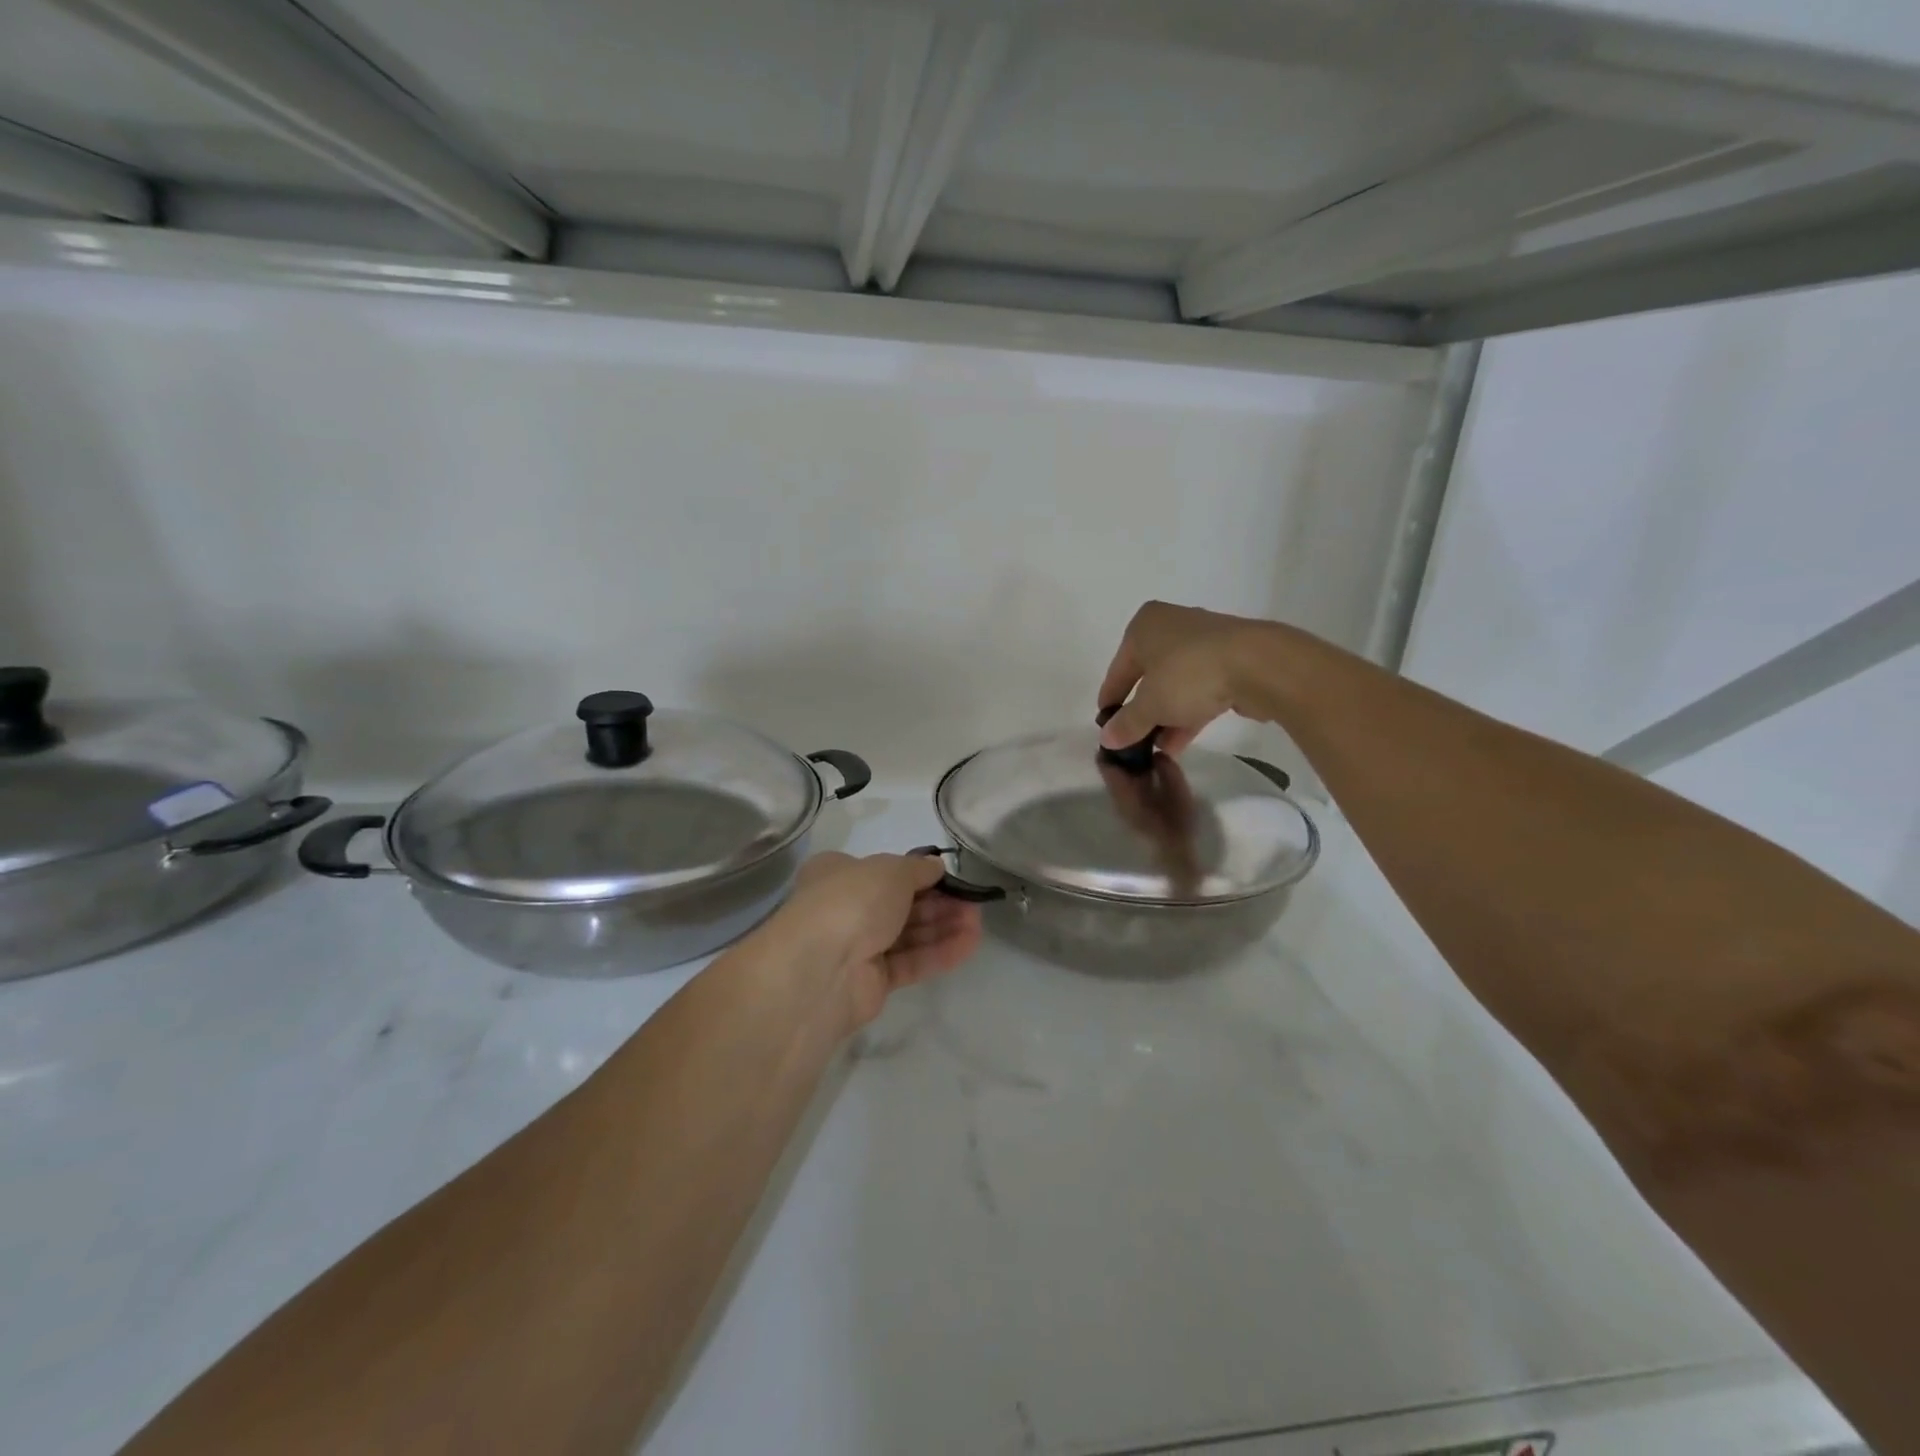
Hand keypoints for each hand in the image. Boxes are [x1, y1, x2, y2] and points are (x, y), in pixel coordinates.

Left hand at [776, 852, 983, 1030]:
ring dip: (943, 927)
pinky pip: (910, 962)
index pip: (884, 871)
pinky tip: (969, 944)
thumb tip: (936, 867)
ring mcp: (857, 947)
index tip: (950, 877)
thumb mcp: (891, 870)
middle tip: (972, 902)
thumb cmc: (852, 900)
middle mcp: (845, 908)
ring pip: (908, 934)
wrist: (821, 968)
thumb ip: (918, 868)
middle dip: (938, 902)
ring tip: (978, 923)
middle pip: (900, 904)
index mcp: (838, 874)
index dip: (919, 874)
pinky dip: (938, 953)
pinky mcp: (872, 982)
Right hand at [1097, 601, 1270, 755]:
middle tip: (1134, 740)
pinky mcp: (1231, 660)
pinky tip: (1180, 743)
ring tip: (1157, 749)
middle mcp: (1172, 626)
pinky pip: (1200, 689)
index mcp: (1144, 626)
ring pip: (1175, 684)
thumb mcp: (1149, 704)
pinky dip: (1188, 713)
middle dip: (1142, 711)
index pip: (1118, 669)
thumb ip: (1126, 723)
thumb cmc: (1189, 675)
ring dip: (1165, 717)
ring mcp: (1204, 642)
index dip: (1110, 700)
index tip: (1106, 726)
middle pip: (1148, 675)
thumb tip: (1106, 738)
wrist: (1259, 665)